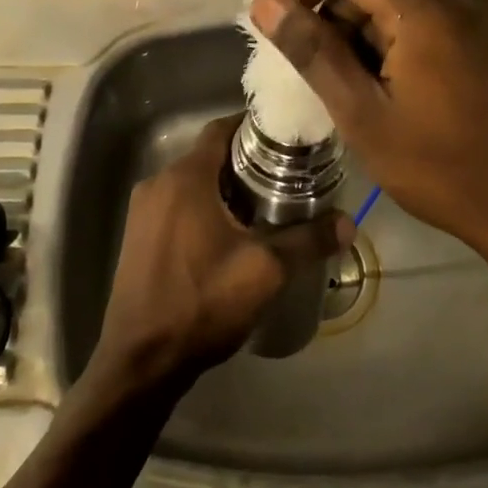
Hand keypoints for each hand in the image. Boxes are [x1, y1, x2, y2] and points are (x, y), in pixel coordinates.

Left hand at [90, 115, 350, 395]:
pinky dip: (206, 207)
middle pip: (209, 156)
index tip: (289, 139)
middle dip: (247, 162)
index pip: (221, 129)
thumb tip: (348, 223)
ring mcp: (143, 212)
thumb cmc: (202, 304)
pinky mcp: (139, 237)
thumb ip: (308, 241)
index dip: (255, 128)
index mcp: (184, 178)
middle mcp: (157, 184)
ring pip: (193, 182)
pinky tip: (232, 234)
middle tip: (289, 176)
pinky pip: (178, 205)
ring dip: (227, 187)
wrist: (141, 360)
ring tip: (268, 205)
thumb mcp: (265, 271)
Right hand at [248, 0, 487, 259]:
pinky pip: (427, 13)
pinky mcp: (484, 38)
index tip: (284, 21)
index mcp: (424, 11)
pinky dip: (394, 30)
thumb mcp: (362, 115)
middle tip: (310, 52)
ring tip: (343, 72)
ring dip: (363, 18)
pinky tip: (383, 76)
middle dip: (334, 1)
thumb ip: (313, 53)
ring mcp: (476, 17)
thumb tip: (266, 2)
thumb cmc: (436, 166)